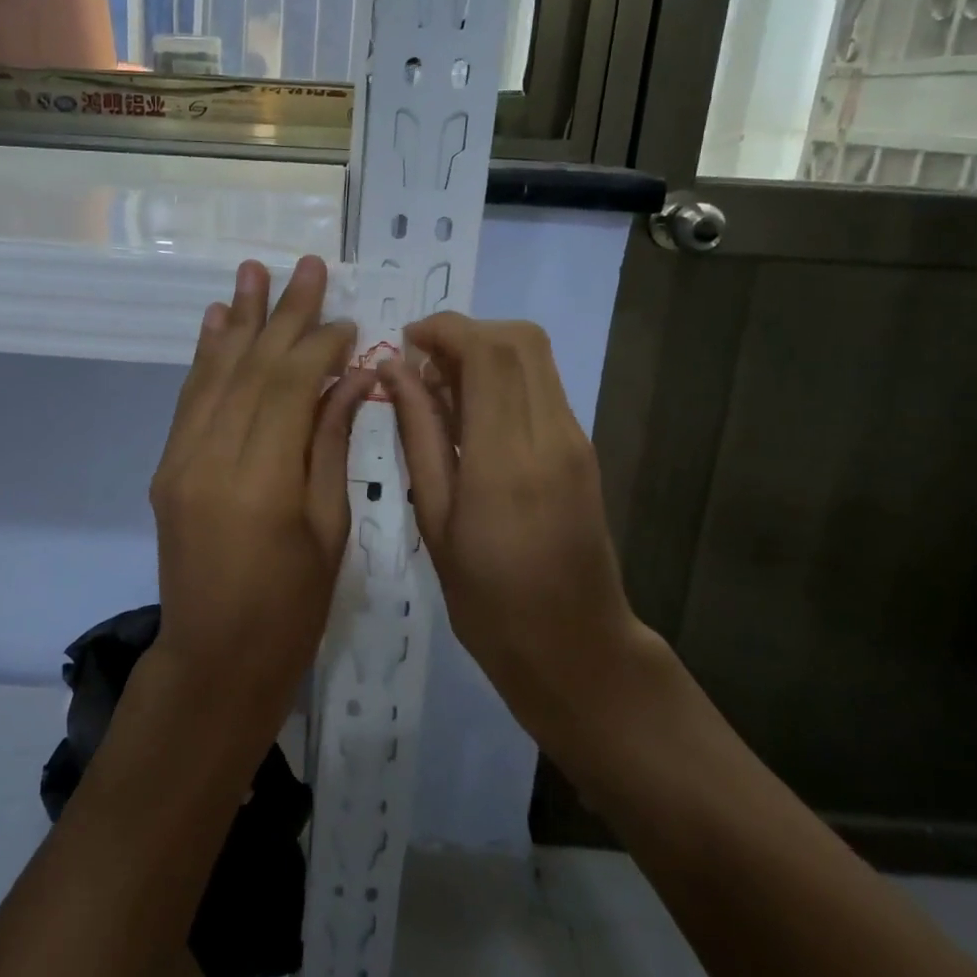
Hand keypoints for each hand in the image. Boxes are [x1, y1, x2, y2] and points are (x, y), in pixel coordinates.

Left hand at [149, 256, 376, 734]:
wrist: (215, 659)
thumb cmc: (292, 608)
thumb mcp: (330, 528)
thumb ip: (332, 443)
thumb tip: (354, 376)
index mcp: (260, 481)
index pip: (289, 385)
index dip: (319, 345)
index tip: (347, 320)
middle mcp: (211, 458)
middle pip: (252, 367)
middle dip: (283, 314)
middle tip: (307, 265)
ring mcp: (180, 459)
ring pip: (215, 373)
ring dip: (239, 319)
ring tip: (254, 270)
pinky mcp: (168, 466)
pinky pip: (190, 399)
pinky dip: (206, 356)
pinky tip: (217, 321)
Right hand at [379, 314, 652, 746]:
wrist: (574, 648)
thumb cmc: (488, 600)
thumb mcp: (435, 519)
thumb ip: (418, 434)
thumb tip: (394, 370)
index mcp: (507, 459)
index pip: (488, 352)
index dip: (444, 329)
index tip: (405, 342)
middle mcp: (551, 435)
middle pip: (521, 339)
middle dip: (466, 331)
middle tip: (420, 362)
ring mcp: (575, 439)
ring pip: (535, 356)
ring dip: (484, 351)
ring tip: (439, 388)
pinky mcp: (582, 447)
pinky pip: (541, 386)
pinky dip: (503, 376)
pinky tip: (470, 413)